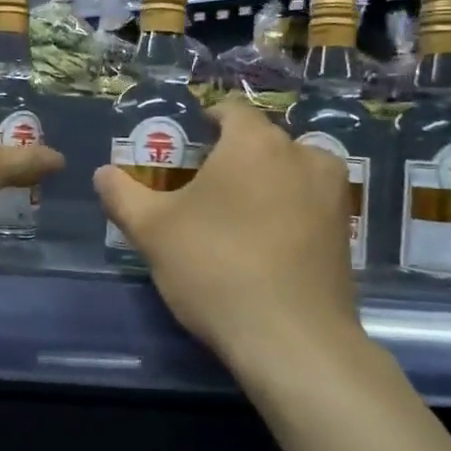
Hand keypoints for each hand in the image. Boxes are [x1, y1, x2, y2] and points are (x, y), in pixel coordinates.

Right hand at [93, 100, 365, 379]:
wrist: (291, 340)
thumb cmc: (215, 268)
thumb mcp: (152, 231)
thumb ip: (122, 194)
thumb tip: (103, 174)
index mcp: (255, 143)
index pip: (230, 111)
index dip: (204, 122)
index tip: (185, 148)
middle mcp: (303, 155)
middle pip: (261, 141)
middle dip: (231, 157)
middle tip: (200, 190)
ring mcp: (333, 193)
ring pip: (289, 171)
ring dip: (264, 183)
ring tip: (234, 218)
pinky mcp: (347, 231)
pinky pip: (308, 203)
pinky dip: (287, 211)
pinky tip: (264, 245)